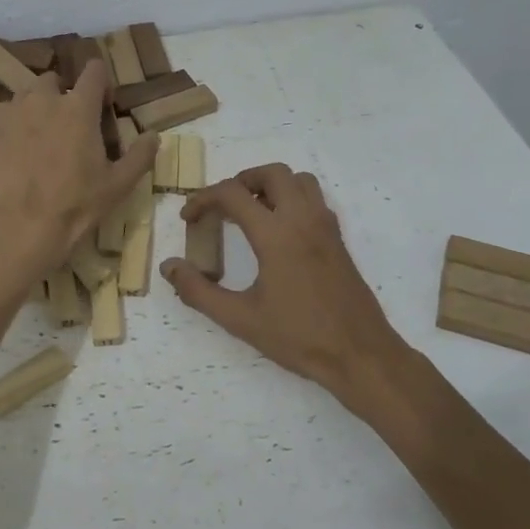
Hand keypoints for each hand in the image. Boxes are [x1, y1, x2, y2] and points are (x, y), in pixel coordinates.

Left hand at [0, 59, 157, 280]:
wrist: (21, 226)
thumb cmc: (77, 204)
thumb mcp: (119, 184)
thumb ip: (140, 155)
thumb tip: (154, 135)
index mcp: (79, 107)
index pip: (94, 71)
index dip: (101, 82)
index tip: (103, 104)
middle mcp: (44, 99)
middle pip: (54, 80)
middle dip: (64, 95)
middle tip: (70, 126)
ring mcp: (13, 112)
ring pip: (27, 95)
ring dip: (37, 107)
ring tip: (41, 136)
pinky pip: (5, 116)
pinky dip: (15, 125)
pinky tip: (18, 151)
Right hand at [161, 165, 409, 416]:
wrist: (360, 354)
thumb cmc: (299, 337)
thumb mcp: (240, 319)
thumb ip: (198, 291)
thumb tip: (169, 267)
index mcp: (276, 234)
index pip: (232, 194)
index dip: (203, 199)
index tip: (188, 218)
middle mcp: (303, 219)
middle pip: (271, 173)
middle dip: (241, 181)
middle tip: (222, 206)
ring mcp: (326, 227)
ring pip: (299, 181)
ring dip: (271, 185)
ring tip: (251, 212)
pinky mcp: (338, 239)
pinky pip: (314, 199)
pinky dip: (292, 199)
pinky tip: (279, 232)